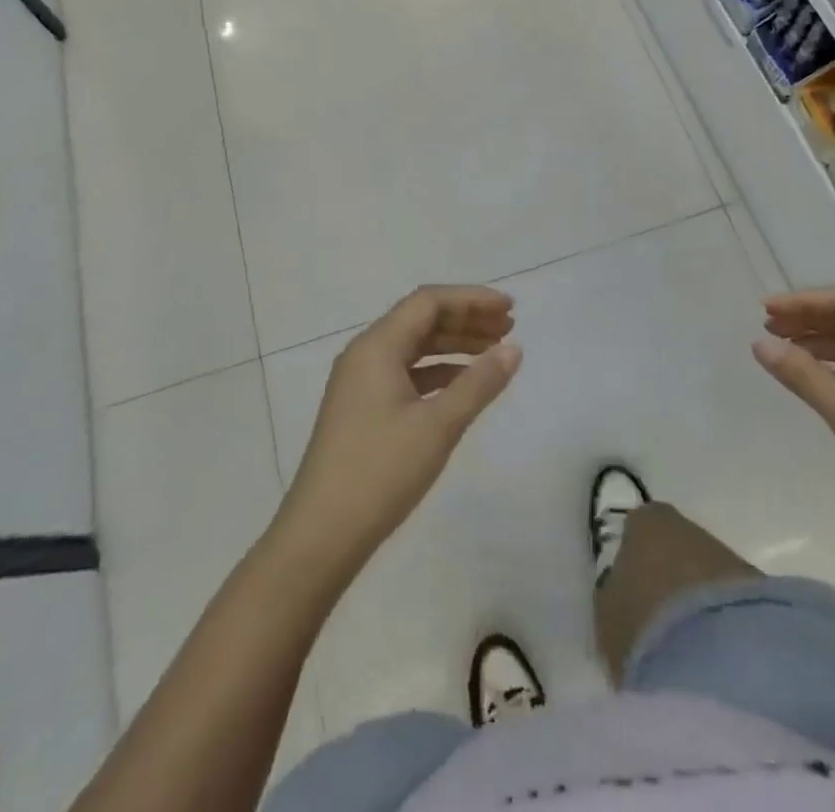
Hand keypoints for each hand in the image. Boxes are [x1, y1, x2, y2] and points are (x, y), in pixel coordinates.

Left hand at [279, 286, 520, 573]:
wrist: (321, 536)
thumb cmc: (380, 472)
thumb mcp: (438, 426)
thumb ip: (478, 383)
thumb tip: (513, 348)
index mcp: (377, 346)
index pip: (428, 302)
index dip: (471, 299)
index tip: (510, 308)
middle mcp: (365, 353)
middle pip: (421, 320)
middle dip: (466, 319)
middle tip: (509, 327)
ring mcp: (360, 381)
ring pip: (414, 347)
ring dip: (454, 344)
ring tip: (494, 351)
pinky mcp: (362, 408)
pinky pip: (405, 372)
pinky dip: (437, 371)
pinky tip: (463, 383)